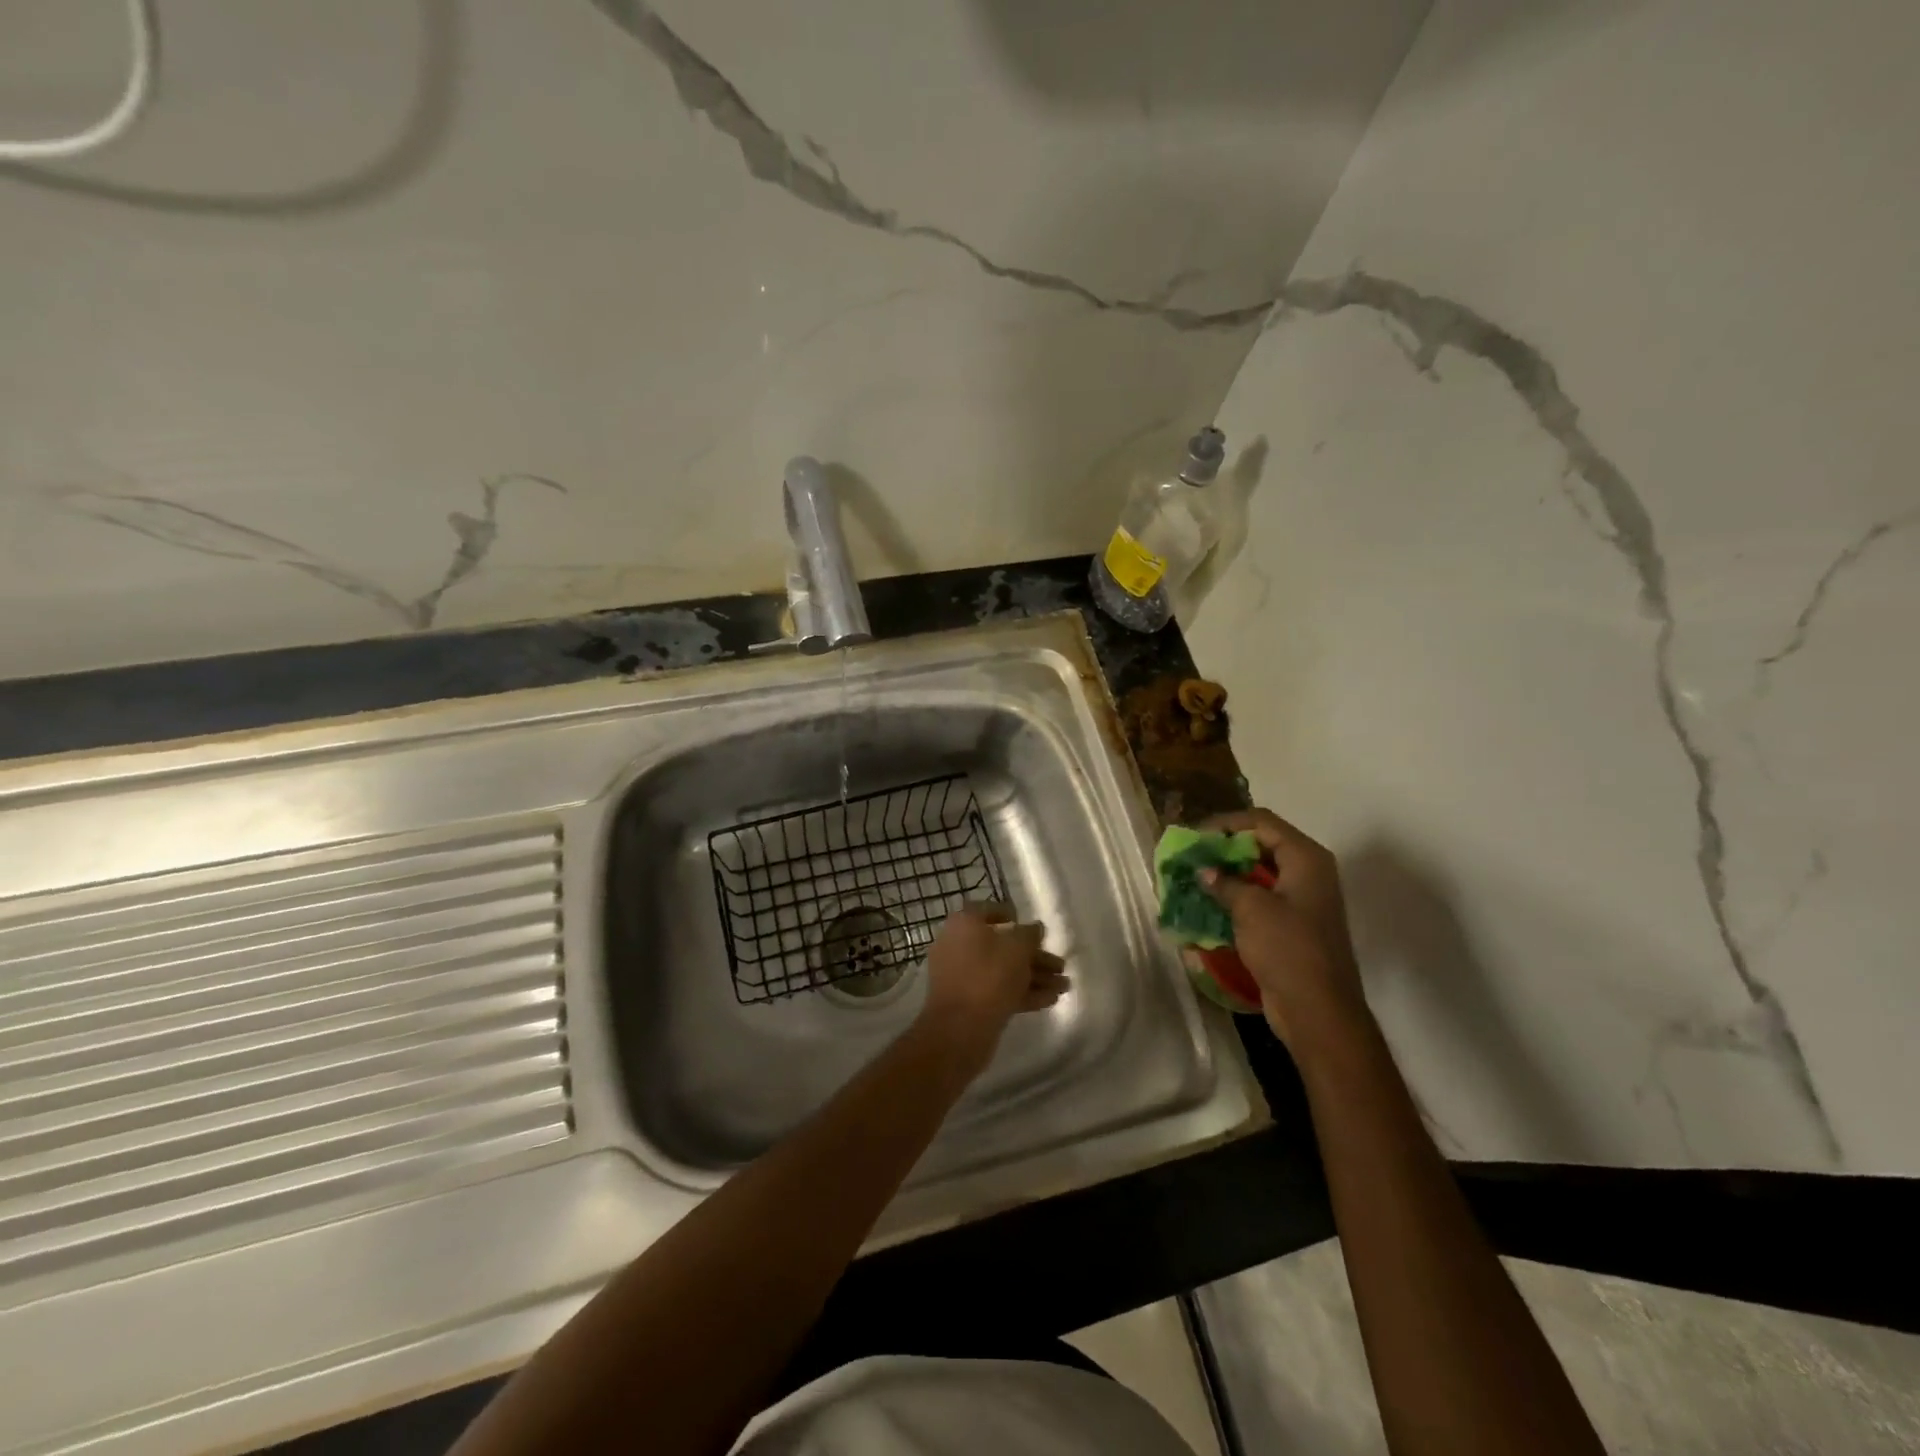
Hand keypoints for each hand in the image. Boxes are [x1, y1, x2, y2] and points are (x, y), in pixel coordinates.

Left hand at [917, 903, 1067, 1072]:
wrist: (960, 1029)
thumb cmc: (989, 976)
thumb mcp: (1017, 948)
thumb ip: (1030, 934)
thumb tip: (1035, 928)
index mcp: (964, 924)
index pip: (989, 911)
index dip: (1013, 916)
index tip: (1034, 928)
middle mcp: (959, 945)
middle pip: (1001, 945)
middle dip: (1034, 956)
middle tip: (1061, 966)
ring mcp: (963, 976)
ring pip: (1003, 970)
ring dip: (1034, 976)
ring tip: (1064, 986)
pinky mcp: (969, 1002)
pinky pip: (998, 990)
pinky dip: (1023, 993)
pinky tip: (1050, 1000)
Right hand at [1198, 809, 1367, 1051]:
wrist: (1318, 1011)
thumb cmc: (1287, 950)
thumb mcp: (1251, 909)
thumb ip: (1225, 882)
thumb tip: (1204, 871)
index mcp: (1306, 858)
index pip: (1261, 822)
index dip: (1226, 823)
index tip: (1194, 836)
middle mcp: (1309, 872)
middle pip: (1262, 844)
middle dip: (1225, 848)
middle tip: (1192, 855)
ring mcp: (1303, 899)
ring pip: (1260, 872)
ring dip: (1228, 873)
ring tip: (1195, 877)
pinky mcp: (1294, 924)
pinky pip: (1261, 898)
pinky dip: (1237, 896)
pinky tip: (1210, 904)